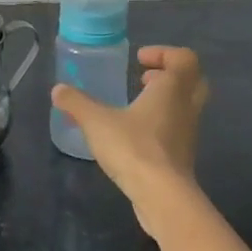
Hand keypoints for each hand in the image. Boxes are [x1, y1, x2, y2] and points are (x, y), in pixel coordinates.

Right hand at [51, 46, 209, 233]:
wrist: (162, 197)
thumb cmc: (134, 147)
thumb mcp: (96, 121)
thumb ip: (76, 103)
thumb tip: (58, 90)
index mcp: (172, 89)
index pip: (183, 58)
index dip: (163, 53)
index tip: (139, 59)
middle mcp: (185, 107)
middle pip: (193, 80)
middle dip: (170, 74)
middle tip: (144, 78)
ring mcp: (188, 134)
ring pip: (186, 107)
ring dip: (165, 100)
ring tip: (135, 106)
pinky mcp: (183, 157)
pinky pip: (177, 130)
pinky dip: (161, 124)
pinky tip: (135, 135)